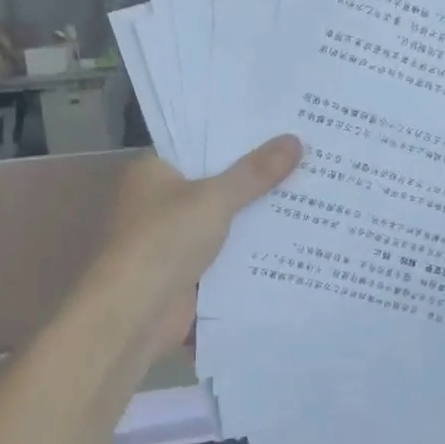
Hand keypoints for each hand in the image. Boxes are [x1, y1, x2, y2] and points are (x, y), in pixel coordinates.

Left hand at [99, 136, 303, 359]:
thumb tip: (295, 140)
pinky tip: (294, 238)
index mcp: (153, 172)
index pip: (199, 143)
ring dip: (257, 216)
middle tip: (306, 157)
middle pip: (216, 182)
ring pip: (225, 220)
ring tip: (310, 193)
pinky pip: (227, 252)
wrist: (134, 315)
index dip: (238, 137)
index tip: (280, 128)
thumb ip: (255, 172)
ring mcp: (174, 238)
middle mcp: (160, 201)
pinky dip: (252, 249)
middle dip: (256, 177)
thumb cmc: (164, 241)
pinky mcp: (188, 271)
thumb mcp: (215, 199)